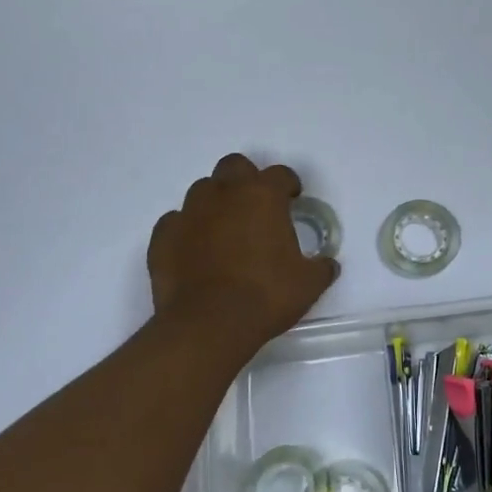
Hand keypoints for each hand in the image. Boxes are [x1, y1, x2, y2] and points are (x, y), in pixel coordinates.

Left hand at [147, 154, 337, 351]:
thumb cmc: (265, 296)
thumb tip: (328, 265)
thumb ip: (321, 268)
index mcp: (263, 196)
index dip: (289, 185)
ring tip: (224, 230)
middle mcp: (225, 194)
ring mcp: (189, 212)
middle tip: (256, 207)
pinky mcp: (163, 236)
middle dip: (246, 180)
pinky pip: (176, 221)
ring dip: (215, 202)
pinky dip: (187, 230)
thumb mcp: (308, 284)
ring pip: (202, 190)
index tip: (293, 200)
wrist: (207, 325)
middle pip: (234, 166)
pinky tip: (194, 250)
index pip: (280, 174)